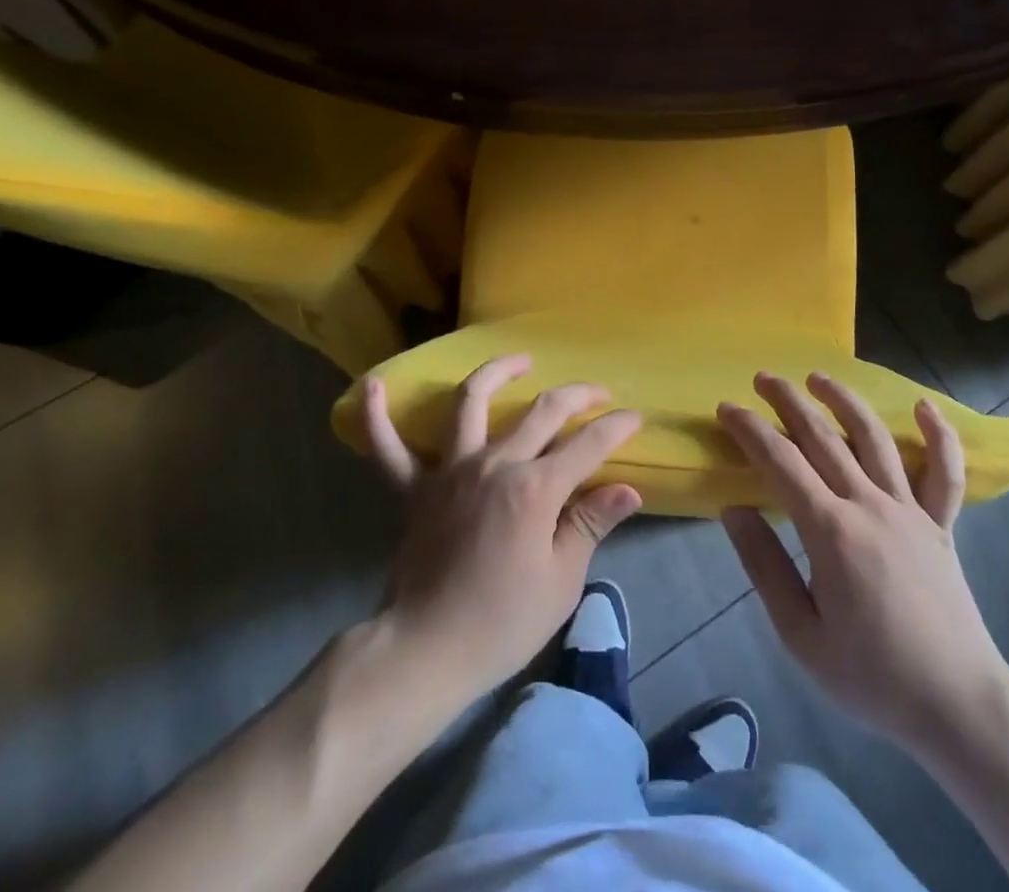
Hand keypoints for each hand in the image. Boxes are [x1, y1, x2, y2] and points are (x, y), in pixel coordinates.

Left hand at [362, 355, 642, 707]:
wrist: (427, 649)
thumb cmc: (502, 622)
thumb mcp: (561, 581)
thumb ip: (591, 524)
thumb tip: (629, 489)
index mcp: (536, 489)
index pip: (588, 444)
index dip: (616, 427)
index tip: (634, 418)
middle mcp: (495, 464)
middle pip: (542, 411)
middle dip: (578, 395)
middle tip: (598, 393)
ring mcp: (450, 470)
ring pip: (470, 402)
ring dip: (496, 373)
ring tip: (520, 360)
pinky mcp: (414, 488)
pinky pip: (388, 447)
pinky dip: (378, 415)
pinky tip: (374, 384)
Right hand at [718, 373, 1008, 748]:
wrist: (957, 706)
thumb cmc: (871, 676)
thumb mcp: (800, 634)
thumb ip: (764, 566)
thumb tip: (734, 509)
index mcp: (831, 531)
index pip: (781, 462)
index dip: (750, 430)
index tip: (726, 408)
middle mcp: (870, 505)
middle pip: (823, 436)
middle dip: (788, 402)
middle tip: (763, 378)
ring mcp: (911, 511)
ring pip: (874, 438)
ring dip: (845, 401)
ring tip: (820, 377)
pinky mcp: (941, 525)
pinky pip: (945, 473)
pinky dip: (939, 436)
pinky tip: (925, 406)